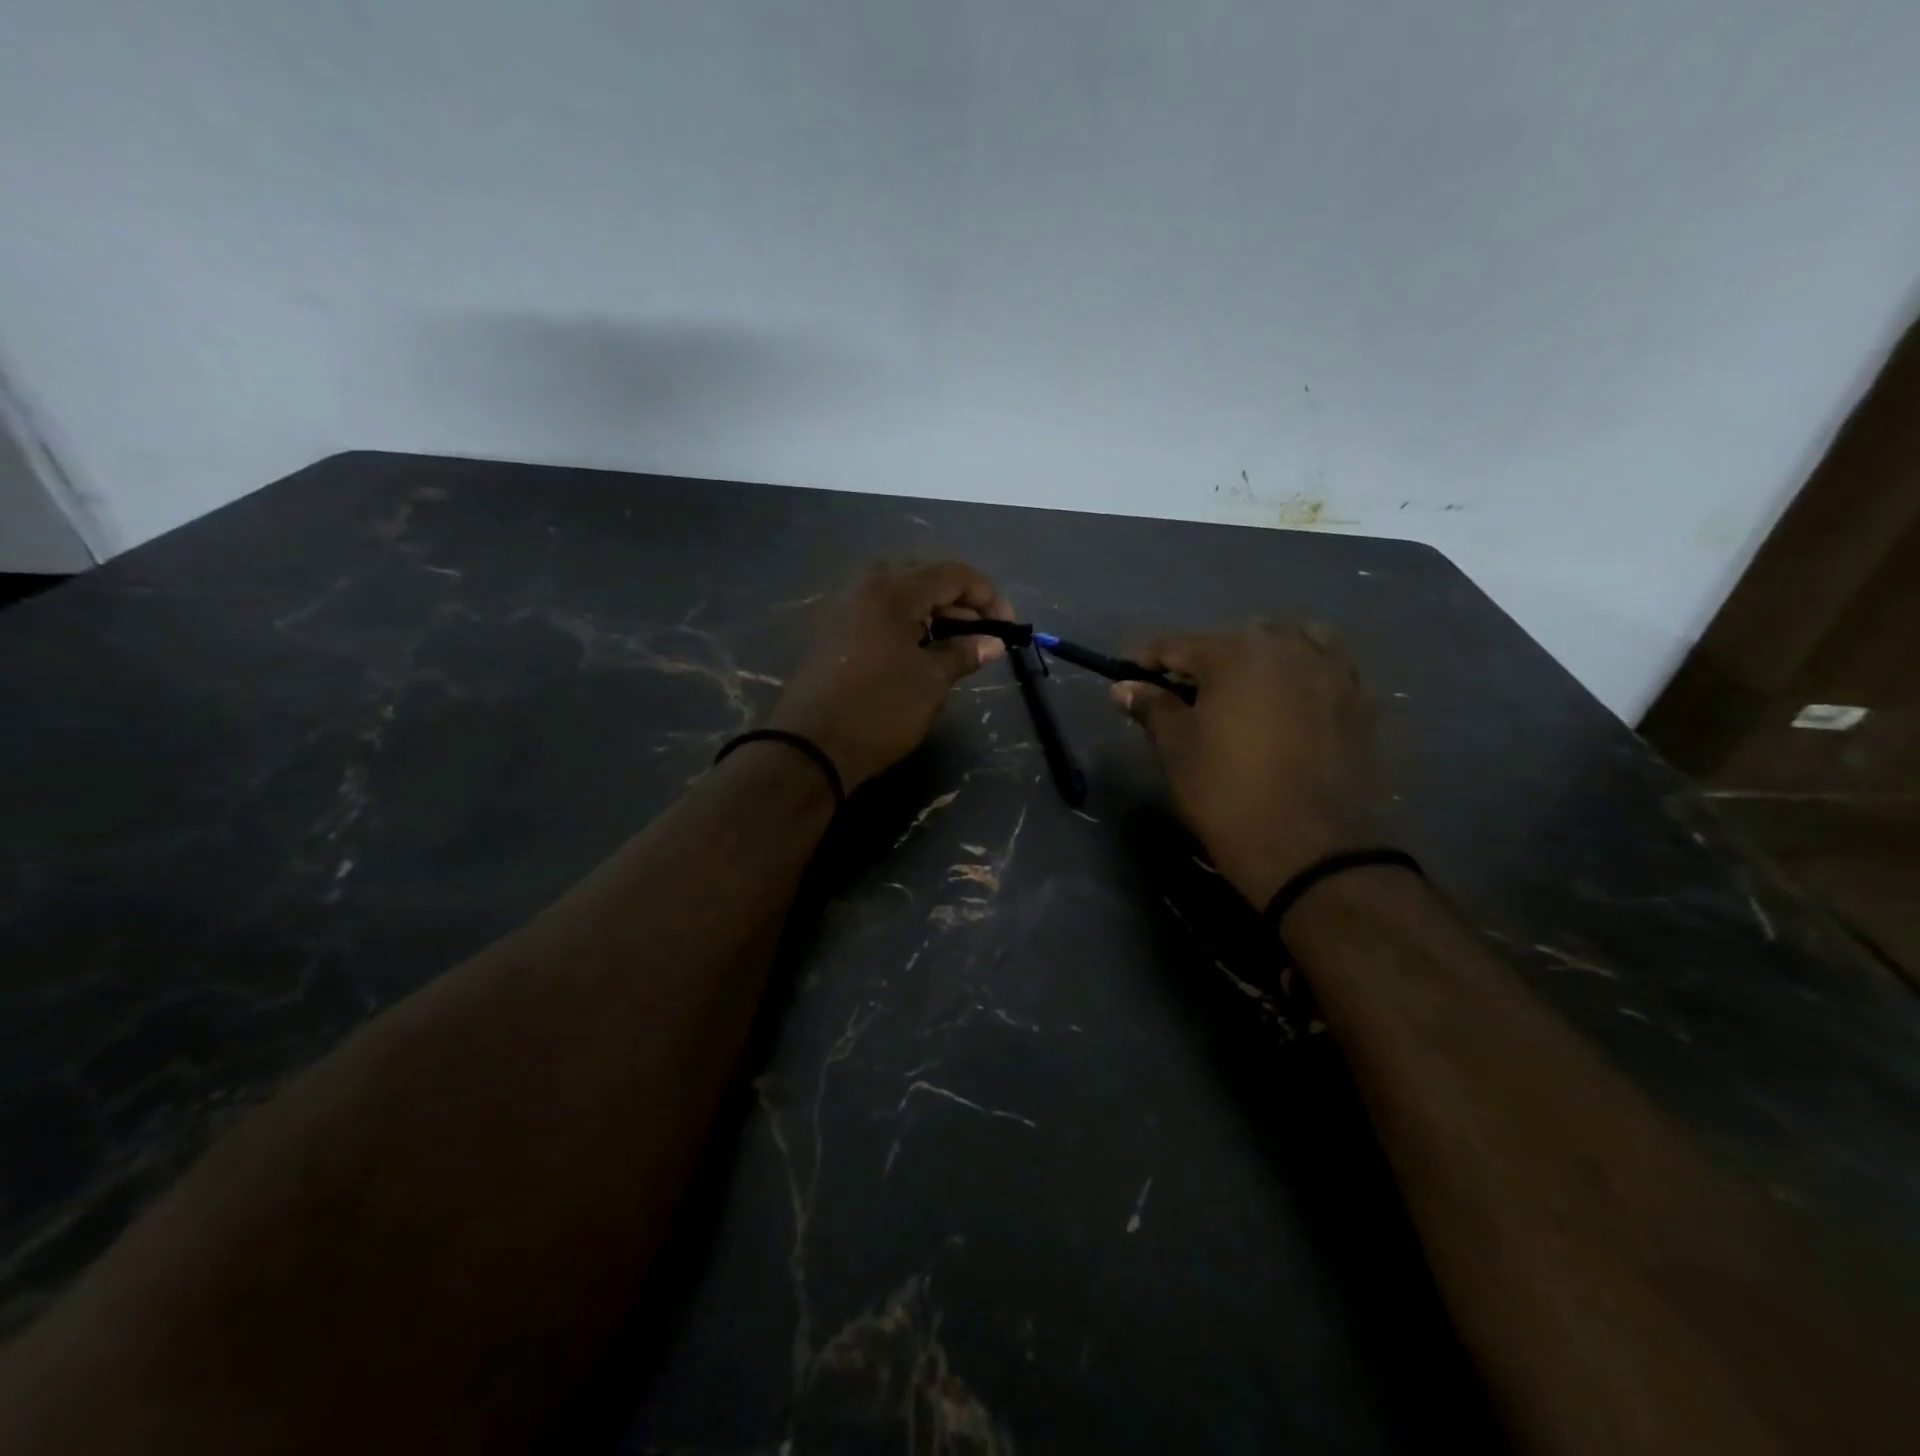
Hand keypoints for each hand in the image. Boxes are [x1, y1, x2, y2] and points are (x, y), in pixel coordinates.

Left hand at [769, 563, 1014, 791]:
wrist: (809, 748)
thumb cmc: (878, 711)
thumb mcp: (930, 682)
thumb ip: (964, 653)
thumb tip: (993, 643)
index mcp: (891, 590)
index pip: (952, 574)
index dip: (987, 595)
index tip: (1007, 626)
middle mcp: (864, 586)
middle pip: (923, 575)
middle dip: (958, 600)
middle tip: (980, 632)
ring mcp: (843, 606)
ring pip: (899, 592)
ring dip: (932, 610)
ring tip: (955, 643)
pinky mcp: (832, 630)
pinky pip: (878, 610)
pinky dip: (905, 621)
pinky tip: (919, 649)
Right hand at [1112, 621, 1383, 907]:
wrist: (1310, 849)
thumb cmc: (1227, 792)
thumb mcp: (1177, 748)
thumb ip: (1151, 707)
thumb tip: (1123, 686)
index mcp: (1236, 652)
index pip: (1178, 645)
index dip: (1146, 659)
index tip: (1126, 674)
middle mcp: (1288, 647)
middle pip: (1236, 639)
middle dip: (1206, 660)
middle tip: (1184, 694)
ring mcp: (1333, 671)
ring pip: (1292, 643)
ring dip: (1264, 657)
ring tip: (1247, 690)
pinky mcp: (1361, 702)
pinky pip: (1328, 670)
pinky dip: (1305, 676)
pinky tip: (1291, 705)